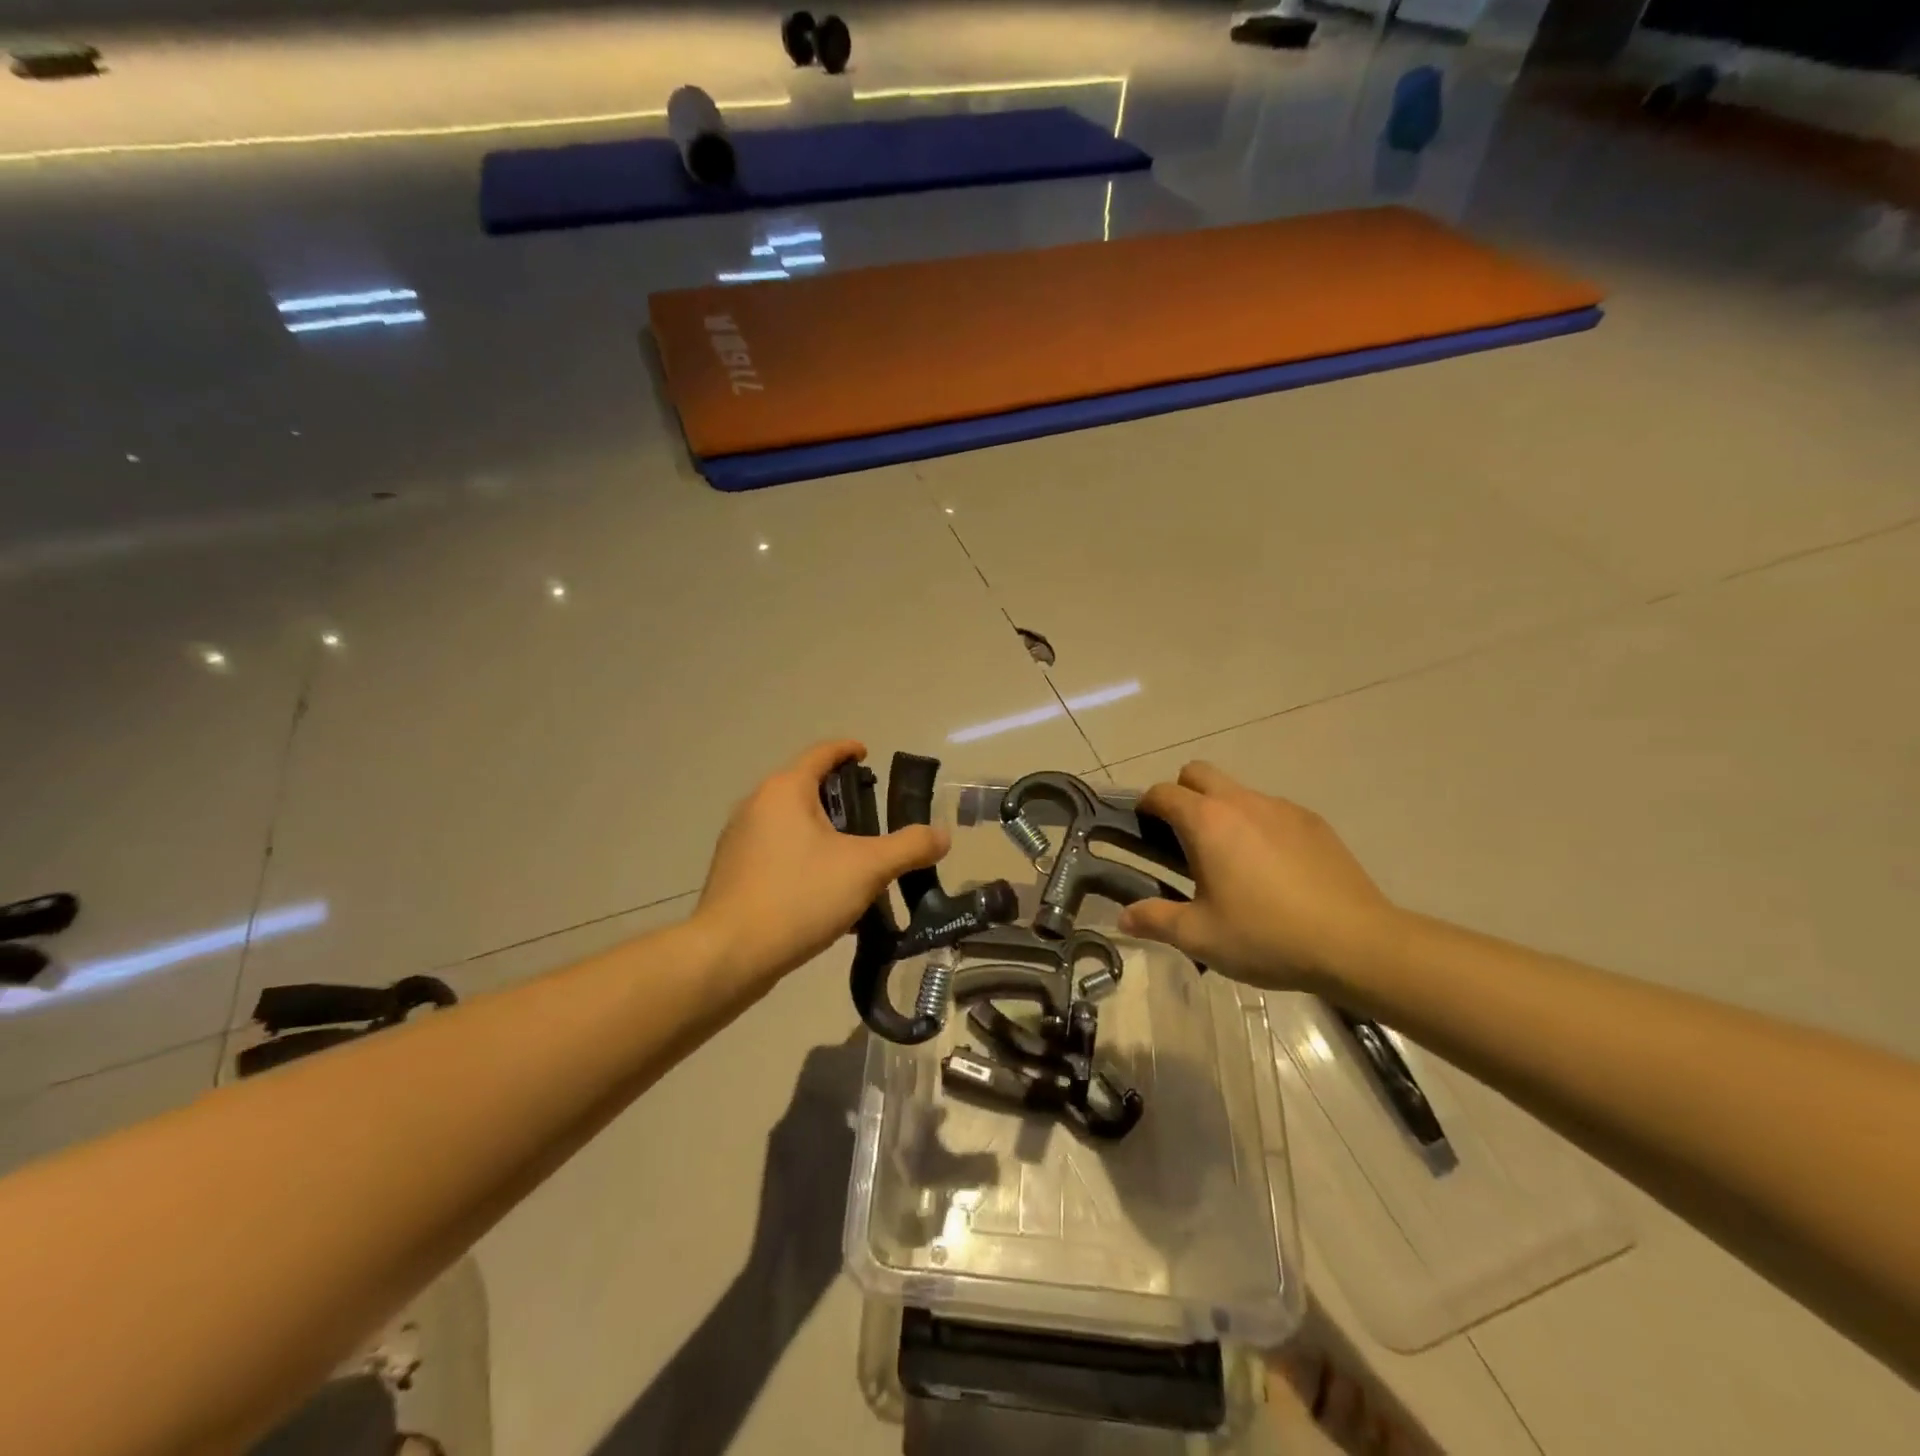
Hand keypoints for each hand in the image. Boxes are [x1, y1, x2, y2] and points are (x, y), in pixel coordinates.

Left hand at [695, 740, 948, 991]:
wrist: (729, 955)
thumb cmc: (799, 896)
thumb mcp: (866, 869)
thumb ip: (909, 848)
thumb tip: (942, 835)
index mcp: (785, 790)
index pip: (822, 753)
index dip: (848, 750)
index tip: (869, 756)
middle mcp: (757, 806)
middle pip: (806, 789)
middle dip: (841, 800)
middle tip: (874, 818)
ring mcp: (739, 840)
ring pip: (792, 825)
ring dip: (824, 835)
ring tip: (856, 860)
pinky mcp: (733, 873)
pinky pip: (778, 854)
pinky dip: (804, 860)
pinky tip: (826, 894)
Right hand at [1117, 762, 1394, 989]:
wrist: (1356, 944)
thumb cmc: (1266, 936)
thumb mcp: (1200, 937)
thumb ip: (1155, 920)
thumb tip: (1124, 916)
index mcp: (1207, 822)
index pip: (1163, 793)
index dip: (1146, 807)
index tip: (1143, 830)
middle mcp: (1242, 802)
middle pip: (1199, 773)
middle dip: (1182, 794)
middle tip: (1183, 839)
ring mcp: (1282, 808)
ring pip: (1238, 791)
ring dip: (1222, 811)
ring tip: (1231, 860)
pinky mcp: (1314, 823)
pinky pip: (1272, 810)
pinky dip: (1259, 826)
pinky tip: (1272, 869)